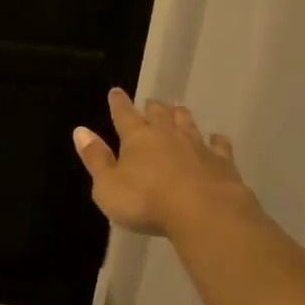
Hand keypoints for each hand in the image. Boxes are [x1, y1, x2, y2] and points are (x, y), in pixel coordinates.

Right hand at [72, 89, 260, 238]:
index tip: (116, 92)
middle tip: (151, 104)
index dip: (118, 103)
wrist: (205, 213)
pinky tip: (216, 140)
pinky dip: (215, 141)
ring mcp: (197, 146)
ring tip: (178, 112)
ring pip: (187, 123)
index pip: (124, 114)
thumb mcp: (107, 186)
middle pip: (159, 113)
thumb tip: (81, 131)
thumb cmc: (146, 201)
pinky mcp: (223, 162)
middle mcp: (167, 134)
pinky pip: (219, 145)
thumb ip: (95, 159)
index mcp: (136, 137)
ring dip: (180, 117)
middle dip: (152, 107)